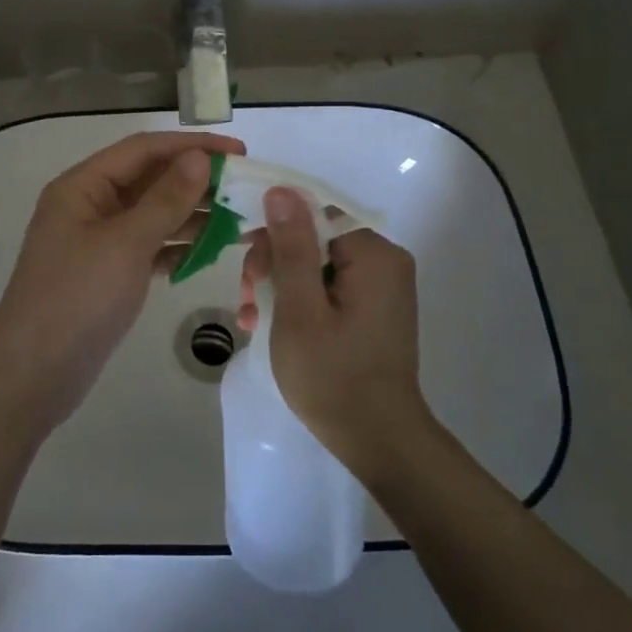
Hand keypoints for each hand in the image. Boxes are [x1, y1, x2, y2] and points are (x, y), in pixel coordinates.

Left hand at [0, 131, 244, 435]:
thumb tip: (200, 157)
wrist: (34, 374)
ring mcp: (99, 241)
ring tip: (239, 219)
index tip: (239, 150)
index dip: (191, 146)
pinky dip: (178, 246)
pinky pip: (150, 247)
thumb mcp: (126, 244)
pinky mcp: (110, 273)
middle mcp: (90, 206)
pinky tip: (211, 251)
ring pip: (153, 215)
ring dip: (192, 215)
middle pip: (150, 180)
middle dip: (196, 181)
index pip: (143, 150)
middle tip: (246, 188)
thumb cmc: (77, 298)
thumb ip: (166, 199)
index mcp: (83, 186)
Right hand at [239, 187, 428, 474]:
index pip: (313, 215)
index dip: (273, 234)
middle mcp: (384, 260)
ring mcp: (381, 287)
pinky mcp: (373, 309)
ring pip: (316, 264)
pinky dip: (299, 301)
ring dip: (279, 286)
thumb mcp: (299, 309)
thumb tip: (280, 189)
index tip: (248, 268)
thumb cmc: (333, 376)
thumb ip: (291, 246)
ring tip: (250, 319)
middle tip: (247, 300)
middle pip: (313, 238)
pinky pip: (328, 287)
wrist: (379, 441)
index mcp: (373, 253)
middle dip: (273, 265)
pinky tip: (269, 325)